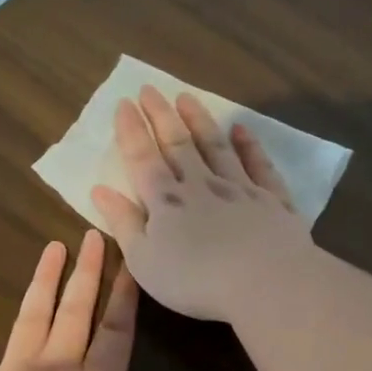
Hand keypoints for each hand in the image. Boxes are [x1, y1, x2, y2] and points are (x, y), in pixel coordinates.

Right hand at [91, 88, 313, 322]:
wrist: (264, 281)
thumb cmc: (194, 280)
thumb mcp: (144, 260)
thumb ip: (123, 223)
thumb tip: (100, 190)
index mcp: (166, 202)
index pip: (143, 159)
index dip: (131, 131)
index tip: (124, 103)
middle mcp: (201, 185)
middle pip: (178, 144)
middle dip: (161, 116)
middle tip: (150, 89)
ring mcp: (240, 189)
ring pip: (216, 147)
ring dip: (200, 121)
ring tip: (187, 97)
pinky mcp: (272, 201)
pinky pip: (259, 166)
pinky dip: (250, 146)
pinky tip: (242, 131)